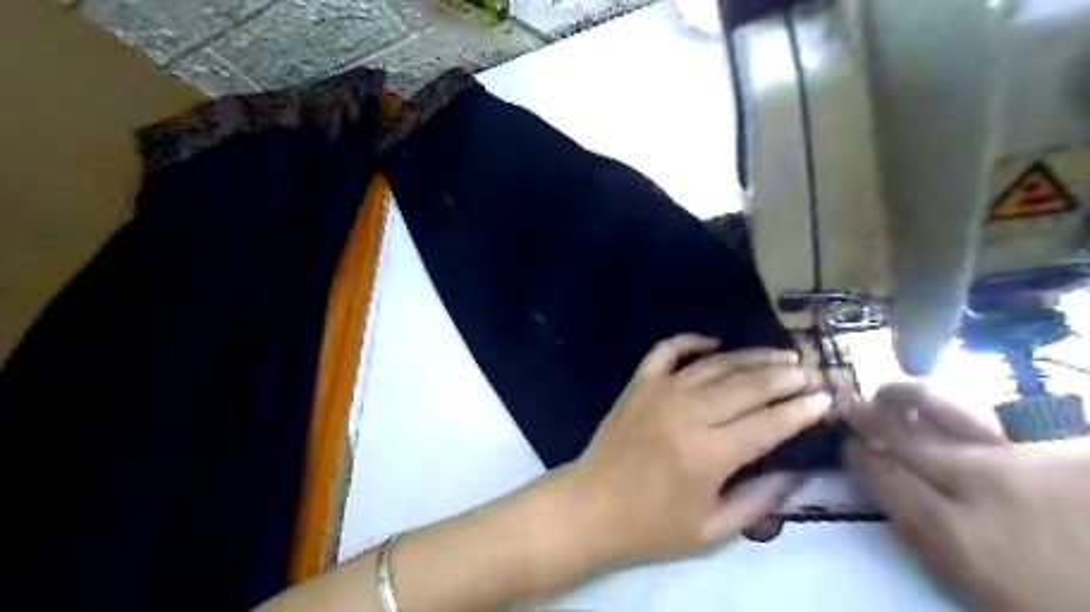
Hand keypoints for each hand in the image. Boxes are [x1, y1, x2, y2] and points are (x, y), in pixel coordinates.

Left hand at [567, 331, 832, 566]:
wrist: (589, 507)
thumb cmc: (651, 526)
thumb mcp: (712, 531)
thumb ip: (758, 500)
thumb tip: (795, 471)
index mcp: (708, 454)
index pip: (768, 423)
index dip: (801, 410)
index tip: (827, 398)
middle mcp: (687, 413)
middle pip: (747, 386)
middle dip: (785, 377)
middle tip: (811, 371)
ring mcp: (659, 392)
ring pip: (715, 365)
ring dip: (752, 357)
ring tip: (781, 356)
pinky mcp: (638, 384)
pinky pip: (667, 350)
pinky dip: (692, 341)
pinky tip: (715, 343)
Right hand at [847, 386, 1088, 610]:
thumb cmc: (1051, 605)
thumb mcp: (976, 589)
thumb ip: (930, 541)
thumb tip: (893, 498)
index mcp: (959, 534)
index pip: (886, 478)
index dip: (859, 458)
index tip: (847, 447)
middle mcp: (984, 487)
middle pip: (908, 440)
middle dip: (871, 421)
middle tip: (850, 408)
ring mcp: (1031, 463)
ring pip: (951, 416)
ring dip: (909, 400)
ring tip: (888, 392)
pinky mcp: (1070, 452)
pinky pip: (1001, 423)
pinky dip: (965, 417)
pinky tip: (950, 414)